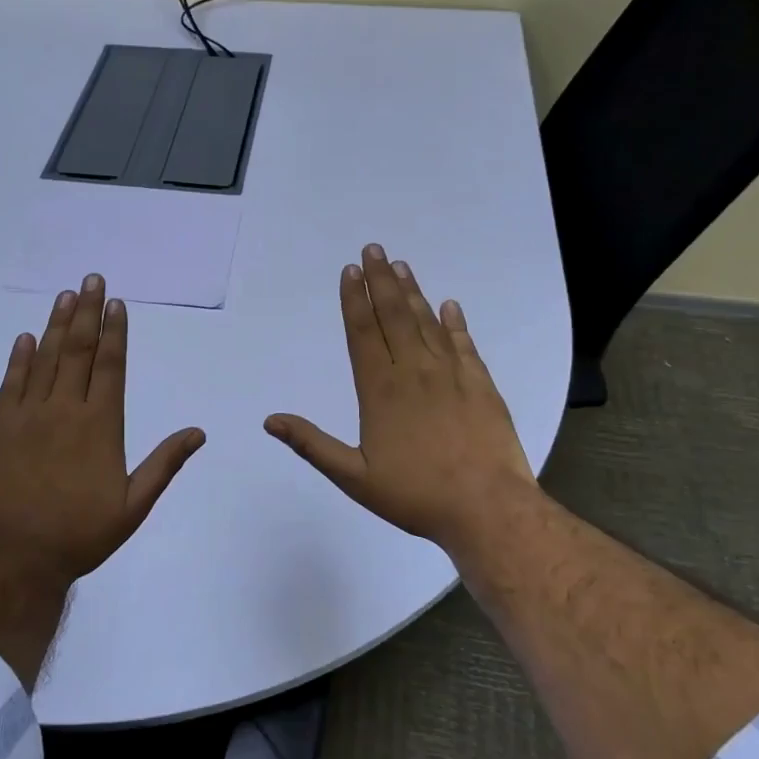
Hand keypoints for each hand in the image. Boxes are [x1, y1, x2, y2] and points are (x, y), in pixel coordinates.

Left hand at [0, 272, 204, 586]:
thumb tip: (198, 432)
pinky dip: (19, 359)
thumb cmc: (81, 534)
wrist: (15, 558)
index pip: (110, 366)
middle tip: (92, 279)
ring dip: (57, 325)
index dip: (115, 331)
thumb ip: (164, 465)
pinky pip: (10, 384)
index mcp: (100, 425)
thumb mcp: (133, 506)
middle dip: (88, 312)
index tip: (117, 303)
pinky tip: (25, 338)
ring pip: (45, 359)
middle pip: (79, 351)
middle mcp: (64, 410)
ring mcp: (27, 416)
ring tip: (66, 296)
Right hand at [265, 244, 535, 561]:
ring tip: (401, 266)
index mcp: (381, 390)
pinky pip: (464, 344)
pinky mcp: (482, 386)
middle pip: (394, 316)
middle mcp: (415, 372)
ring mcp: (452, 375)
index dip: (354, 300)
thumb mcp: (354, 477)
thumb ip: (312, 445)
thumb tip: (270, 420)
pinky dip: (455, 323)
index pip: (363, 333)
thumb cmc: (415, 495)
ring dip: (413, 293)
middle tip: (374, 249)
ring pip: (427, 323)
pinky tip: (450, 306)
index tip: (350, 271)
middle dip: (381, 281)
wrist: (487, 509)